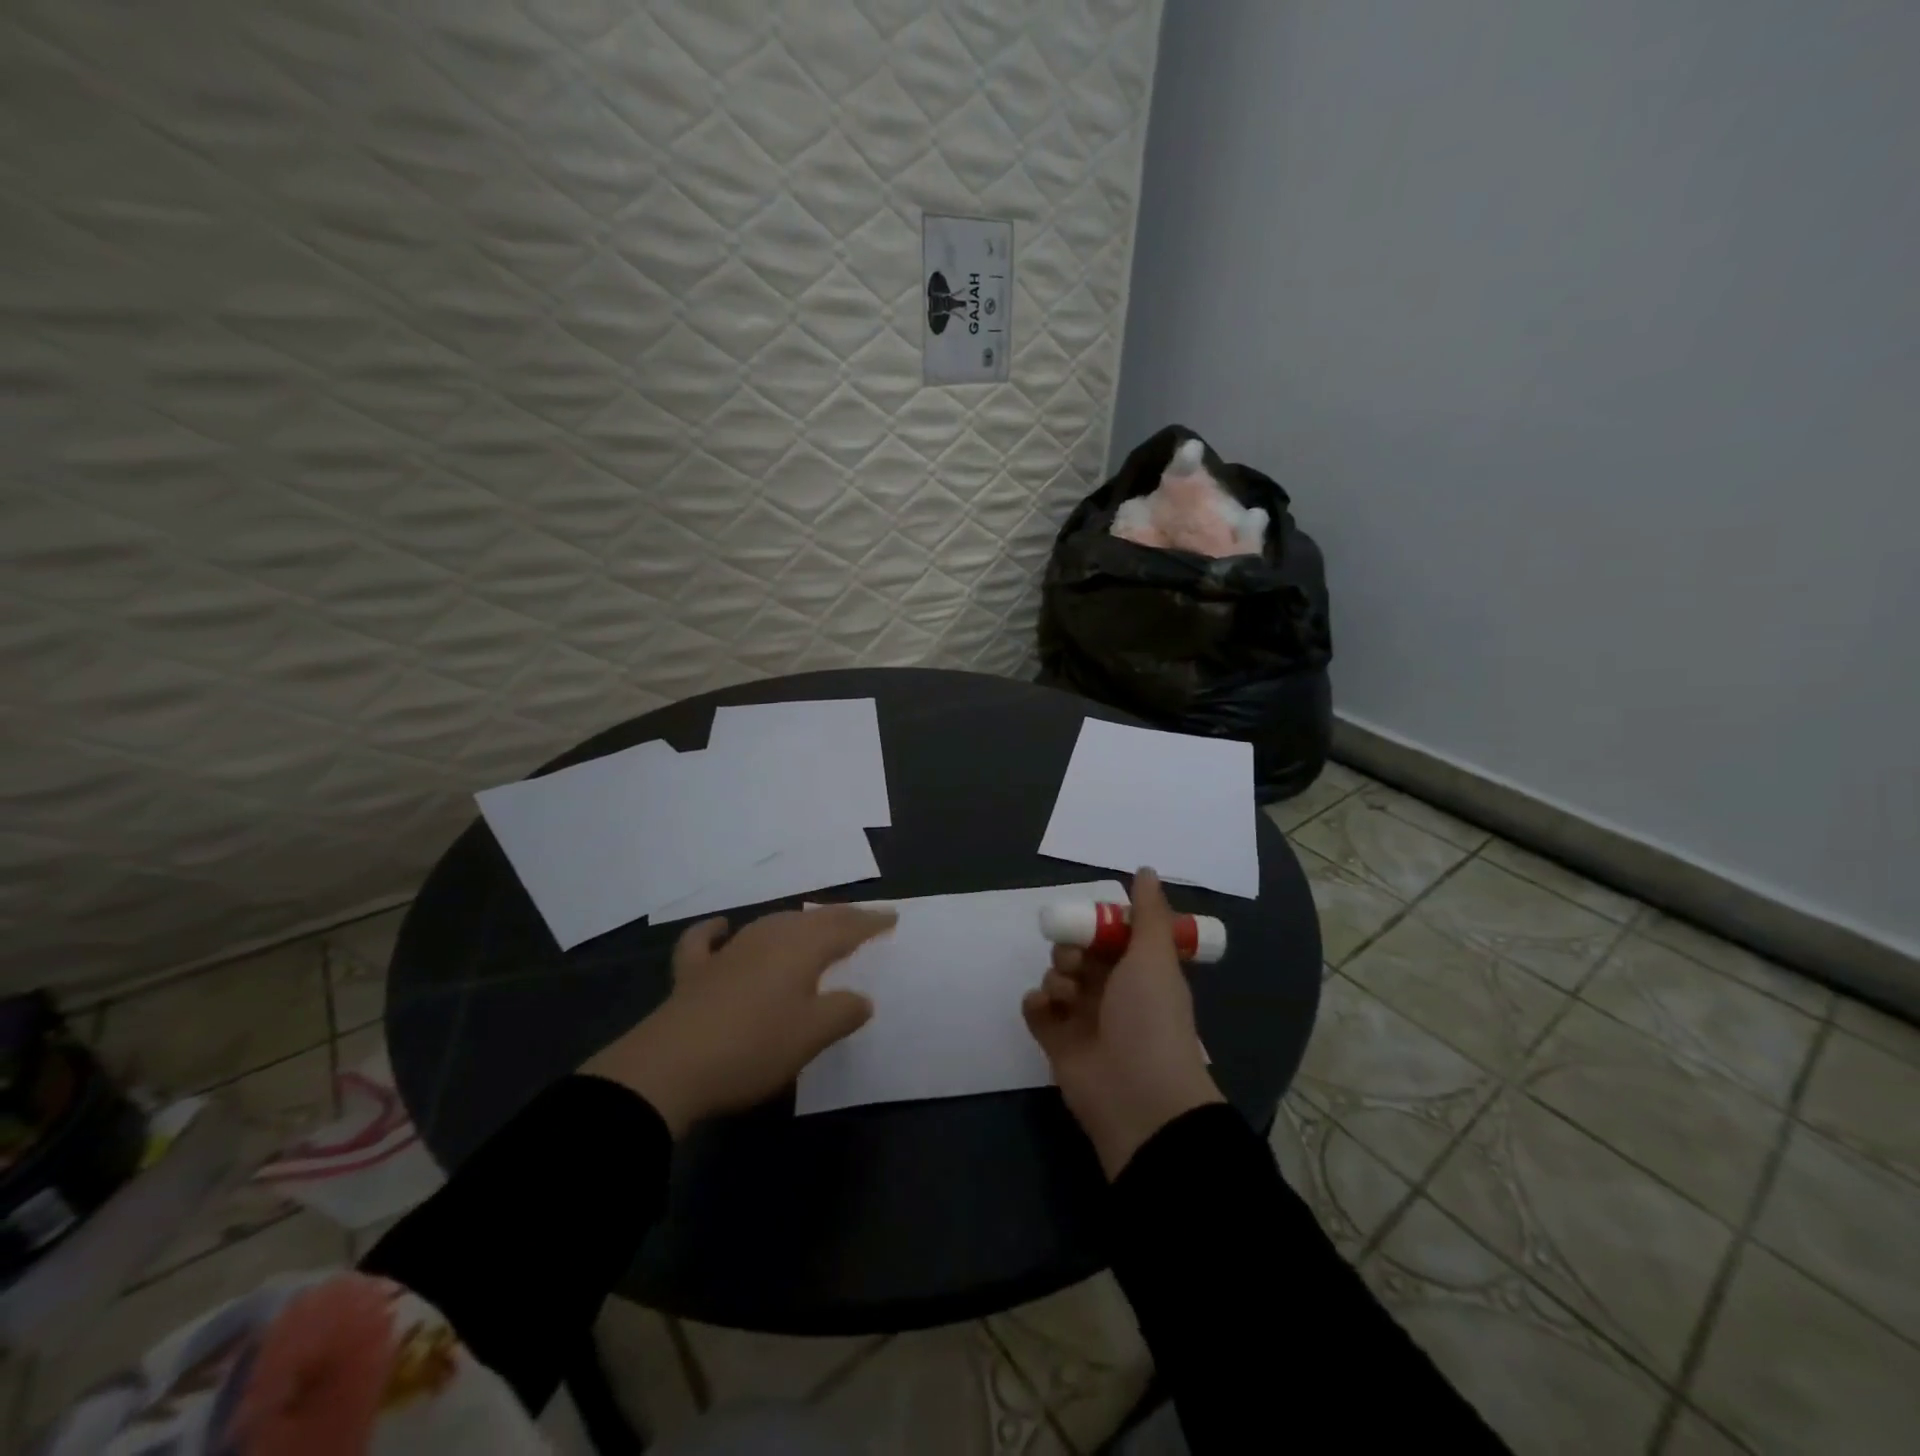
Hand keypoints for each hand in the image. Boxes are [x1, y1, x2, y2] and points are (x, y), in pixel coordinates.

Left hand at [579, 904, 895, 1135]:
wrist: (670, 1068)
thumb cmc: (754, 1047)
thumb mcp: (811, 1036)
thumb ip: (842, 1013)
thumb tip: (862, 999)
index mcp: (800, 949)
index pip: (844, 928)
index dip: (870, 922)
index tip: (891, 918)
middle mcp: (767, 939)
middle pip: (809, 920)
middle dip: (838, 918)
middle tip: (859, 922)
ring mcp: (727, 952)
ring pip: (769, 924)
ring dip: (794, 923)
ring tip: (810, 925)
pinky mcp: (694, 973)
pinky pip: (706, 941)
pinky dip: (716, 931)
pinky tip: (722, 928)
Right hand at [1022, 868, 1223, 1177]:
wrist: (1138, 1096)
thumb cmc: (1149, 1017)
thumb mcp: (1154, 956)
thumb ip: (1148, 913)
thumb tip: (1146, 870)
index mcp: (1140, 973)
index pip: (1112, 937)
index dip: (1099, 926)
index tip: (1092, 922)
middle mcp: (1113, 993)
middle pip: (1080, 954)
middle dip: (1071, 949)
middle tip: (1075, 960)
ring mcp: (1084, 1020)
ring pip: (1057, 978)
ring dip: (1055, 976)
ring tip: (1065, 993)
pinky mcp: (1058, 1044)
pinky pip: (1037, 1010)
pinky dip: (1036, 1003)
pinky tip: (1043, 1006)